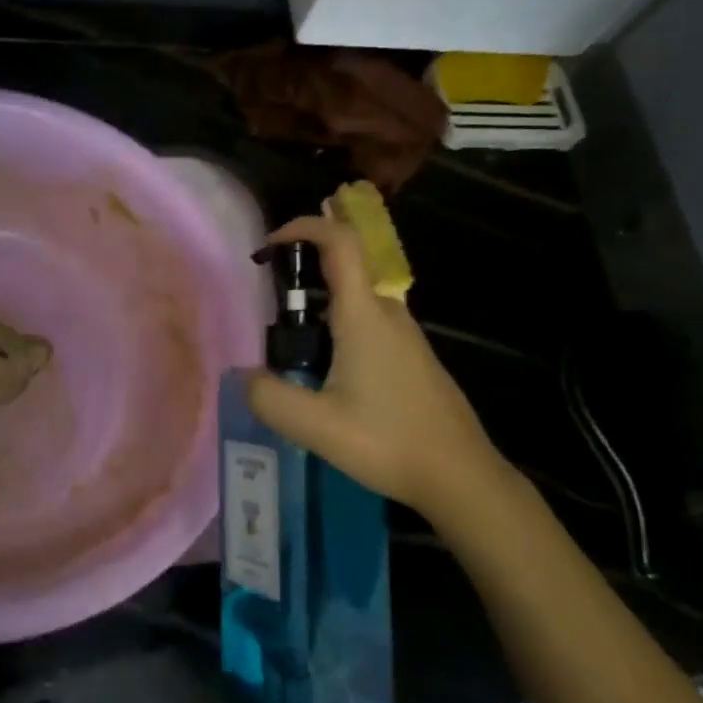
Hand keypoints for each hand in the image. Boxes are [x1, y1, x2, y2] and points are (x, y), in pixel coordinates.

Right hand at [245, 209, 508, 515]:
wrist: (460, 475)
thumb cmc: (388, 441)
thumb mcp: (316, 426)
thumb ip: (269, 398)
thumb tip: (242, 377)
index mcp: (364, 315)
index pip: (340, 242)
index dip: (304, 227)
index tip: (270, 244)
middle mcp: (388, 313)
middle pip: (347, 265)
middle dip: (304, 265)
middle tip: (267, 295)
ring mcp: (405, 334)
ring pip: (357, 298)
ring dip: (320, 300)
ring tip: (288, 340)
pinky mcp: (412, 356)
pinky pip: (368, 322)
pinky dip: (338, 324)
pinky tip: (324, 369)